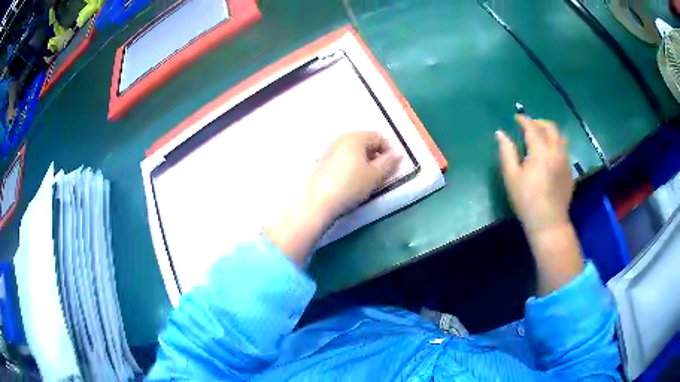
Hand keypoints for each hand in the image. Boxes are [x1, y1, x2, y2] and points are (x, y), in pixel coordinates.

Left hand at [305, 131, 401, 223]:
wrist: (318, 202)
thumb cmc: (350, 186)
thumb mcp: (375, 176)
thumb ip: (389, 163)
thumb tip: (398, 154)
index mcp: (356, 137)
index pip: (379, 137)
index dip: (389, 151)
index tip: (391, 169)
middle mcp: (342, 138)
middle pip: (366, 142)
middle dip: (376, 156)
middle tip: (379, 175)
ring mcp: (330, 148)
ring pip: (354, 150)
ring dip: (364, 161)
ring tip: (366, 179)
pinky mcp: (323, 160)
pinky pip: (343, 157)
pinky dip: (352, 165)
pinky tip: (351, 181)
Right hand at [496, 115, 573, 234]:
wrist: (549, 223)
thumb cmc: (527, 201)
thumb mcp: (511, 177)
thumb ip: (506, 152)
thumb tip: (500, 133)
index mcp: (540, 152)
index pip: (532, 128)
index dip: (523, 120)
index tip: (516, 117)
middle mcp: (556, 152)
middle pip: (550, 127)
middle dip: (539, 122)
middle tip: (529, 125)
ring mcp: (565, 161)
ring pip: (560, 137)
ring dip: (549, 131)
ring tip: (540, 136)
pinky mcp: (570, 170)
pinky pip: (564, 149)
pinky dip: (556, 144)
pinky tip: (549, 154)